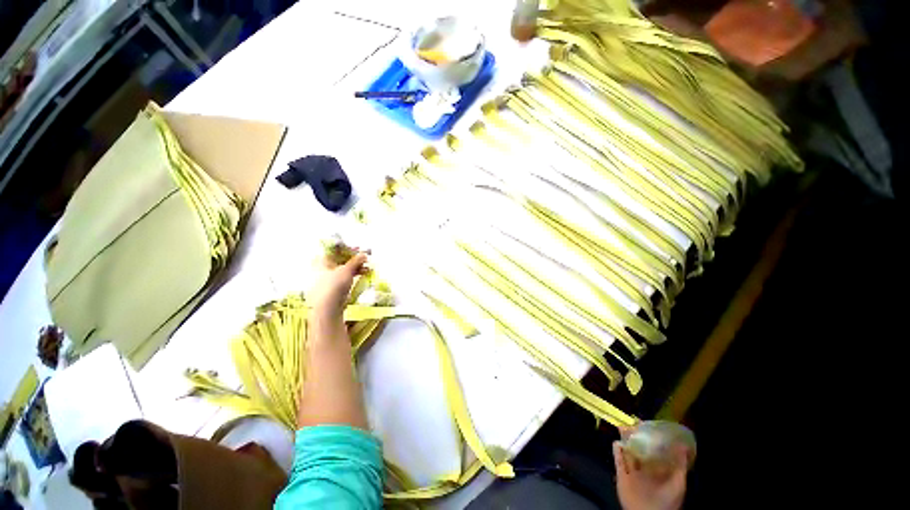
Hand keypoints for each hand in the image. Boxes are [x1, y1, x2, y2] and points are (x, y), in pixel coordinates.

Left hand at [307, 252, 367, 321]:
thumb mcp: (347, 269)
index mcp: (321, 260)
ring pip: (343, 269)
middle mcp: (321, 268)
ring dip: (356, 267)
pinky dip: (353, 275)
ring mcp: (326, 278)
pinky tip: (363, 275)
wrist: (326, 309)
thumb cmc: (333, 285)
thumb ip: (356, 260)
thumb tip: (364, 254)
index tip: (360, 249)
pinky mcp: (331, 288)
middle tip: (365, 259)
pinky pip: (343, 277)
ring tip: (368, 268)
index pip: (335, 249)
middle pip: (340, 259)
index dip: (348, 248)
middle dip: (354, 259)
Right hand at [613, 430, 688, 509]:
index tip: (648, 425)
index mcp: (658, 468)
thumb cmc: (667, 502)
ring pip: (627, 450)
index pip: (653, 448)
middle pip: (638, 446)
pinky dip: (617, 450)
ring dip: (625, 439)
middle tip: (633, 423)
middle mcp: (644, 466)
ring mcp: (632, 470)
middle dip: (635, 435)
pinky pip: (617, 459)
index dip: (650, 436)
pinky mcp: (621, 474)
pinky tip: (618, 443)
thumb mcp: (678, 484)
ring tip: (624, 428)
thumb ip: (680, 466)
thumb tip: (683, 446)